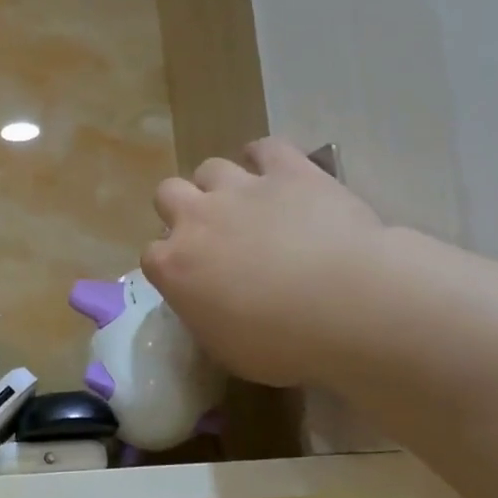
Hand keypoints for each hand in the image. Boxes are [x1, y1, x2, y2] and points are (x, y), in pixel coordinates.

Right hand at [142, 138, 385, 387]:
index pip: (152, 255)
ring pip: (210, 168)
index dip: (171, 264)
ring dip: (221, 184)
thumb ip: (204, 316)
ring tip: (246, 204)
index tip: (191, 278)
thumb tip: (208, 306)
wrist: (346, 305)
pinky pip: (265, 148)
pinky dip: (266, 158)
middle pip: (167, 194)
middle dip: (182, 209)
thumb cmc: (280, 344)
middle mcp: (196, 218)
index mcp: (173, 267)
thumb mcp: (225, 348)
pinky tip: (276, 172)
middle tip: (211, 233)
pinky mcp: (287, 170)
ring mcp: (241, 189)